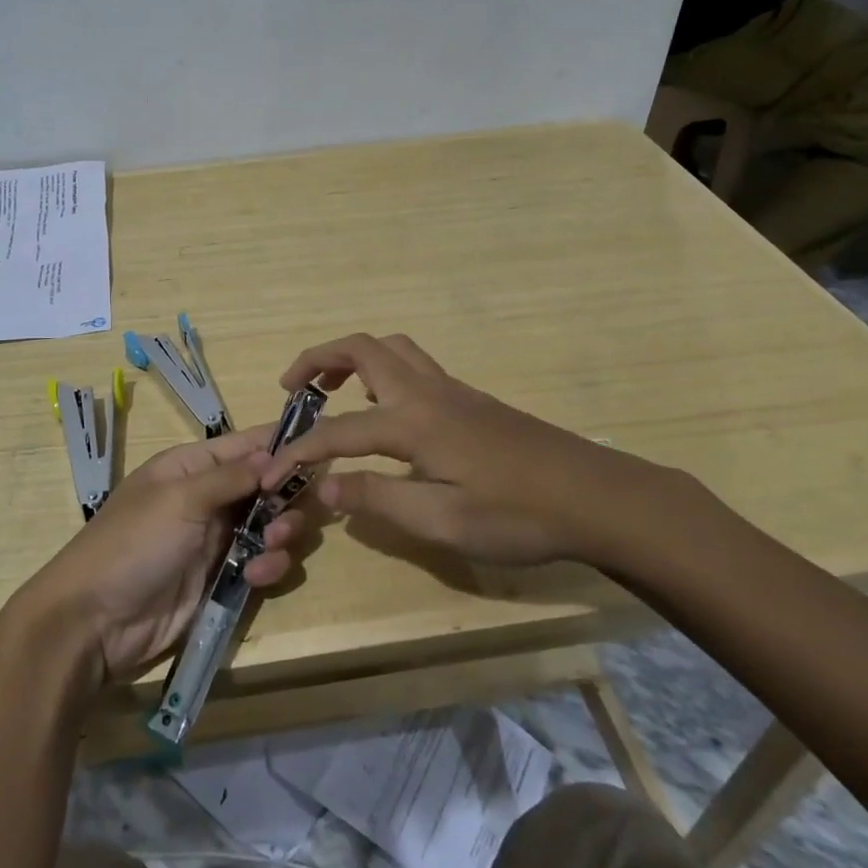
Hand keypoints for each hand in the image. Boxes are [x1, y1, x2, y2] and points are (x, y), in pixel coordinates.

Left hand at [15, 427, 310, 684]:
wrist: (94, 622)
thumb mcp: (180, 499)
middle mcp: (208, 498)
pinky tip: (257, 577)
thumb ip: (231, 477)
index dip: (281, 445)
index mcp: (191, 467)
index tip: (320, 449)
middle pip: (266, 486)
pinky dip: (268, 567)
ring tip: (271, 546)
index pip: (245, 444)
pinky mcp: (222, 579)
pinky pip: (261, 563)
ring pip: (271, 525)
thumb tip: (275, 454)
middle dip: (286, 497)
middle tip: (289, 512)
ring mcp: (216, 540)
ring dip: (281, 533)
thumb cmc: (134, 544)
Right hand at [258, 333, 698, 567]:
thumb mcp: (444, 521)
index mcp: (413, 422)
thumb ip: (379, 498)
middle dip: (317, 359)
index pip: (339, 430)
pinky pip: (411, 362)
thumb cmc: (518, 514)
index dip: (300, 450)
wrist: (595, 496)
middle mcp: (425, 392)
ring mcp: (450, 389)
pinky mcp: (467, 398)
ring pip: (390, 347)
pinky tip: (383, 406)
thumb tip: (325, 486)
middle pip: (361, 348)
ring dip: (351, 356)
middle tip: (291, 389)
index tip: (271, 469)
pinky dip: (380, 367)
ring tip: (331, 388)